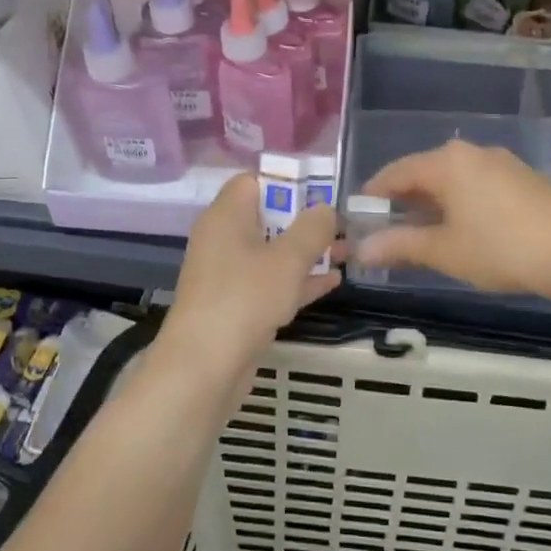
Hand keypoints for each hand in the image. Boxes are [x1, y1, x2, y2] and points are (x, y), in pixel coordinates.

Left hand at [162, 173, 340, 378]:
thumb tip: (325, 208)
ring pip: (271, 253)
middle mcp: (223, 239)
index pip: (253, 181)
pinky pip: (270, 283)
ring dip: (306, 252)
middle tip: (342, 224)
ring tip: (346, 252)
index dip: (287, 182)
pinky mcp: (236, 306)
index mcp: (226, 216)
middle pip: (266, 217)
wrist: (203, 368)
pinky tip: (333, 283)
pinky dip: (297, 281)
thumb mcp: (287, 259)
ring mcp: (228, 275)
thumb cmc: (245, 298)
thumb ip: (312, 229)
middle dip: (304, 220)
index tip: (321, 191)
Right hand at [358, 141, 550, 296]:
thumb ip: (399, 245)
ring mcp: (501, 163)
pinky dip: (459, 204)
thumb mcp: (444, 251)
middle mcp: (471, 153)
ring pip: (452, 180)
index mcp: (446, 162)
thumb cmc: (501, 248)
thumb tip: (361, 250)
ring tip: (423, 236)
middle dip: (402, 202)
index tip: (358, 220)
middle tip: (387, 233)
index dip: (373, 196)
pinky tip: (464, 231)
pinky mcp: (522, 178)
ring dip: (432, 204)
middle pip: (423, 173)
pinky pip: (476, 185)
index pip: (395, 172)